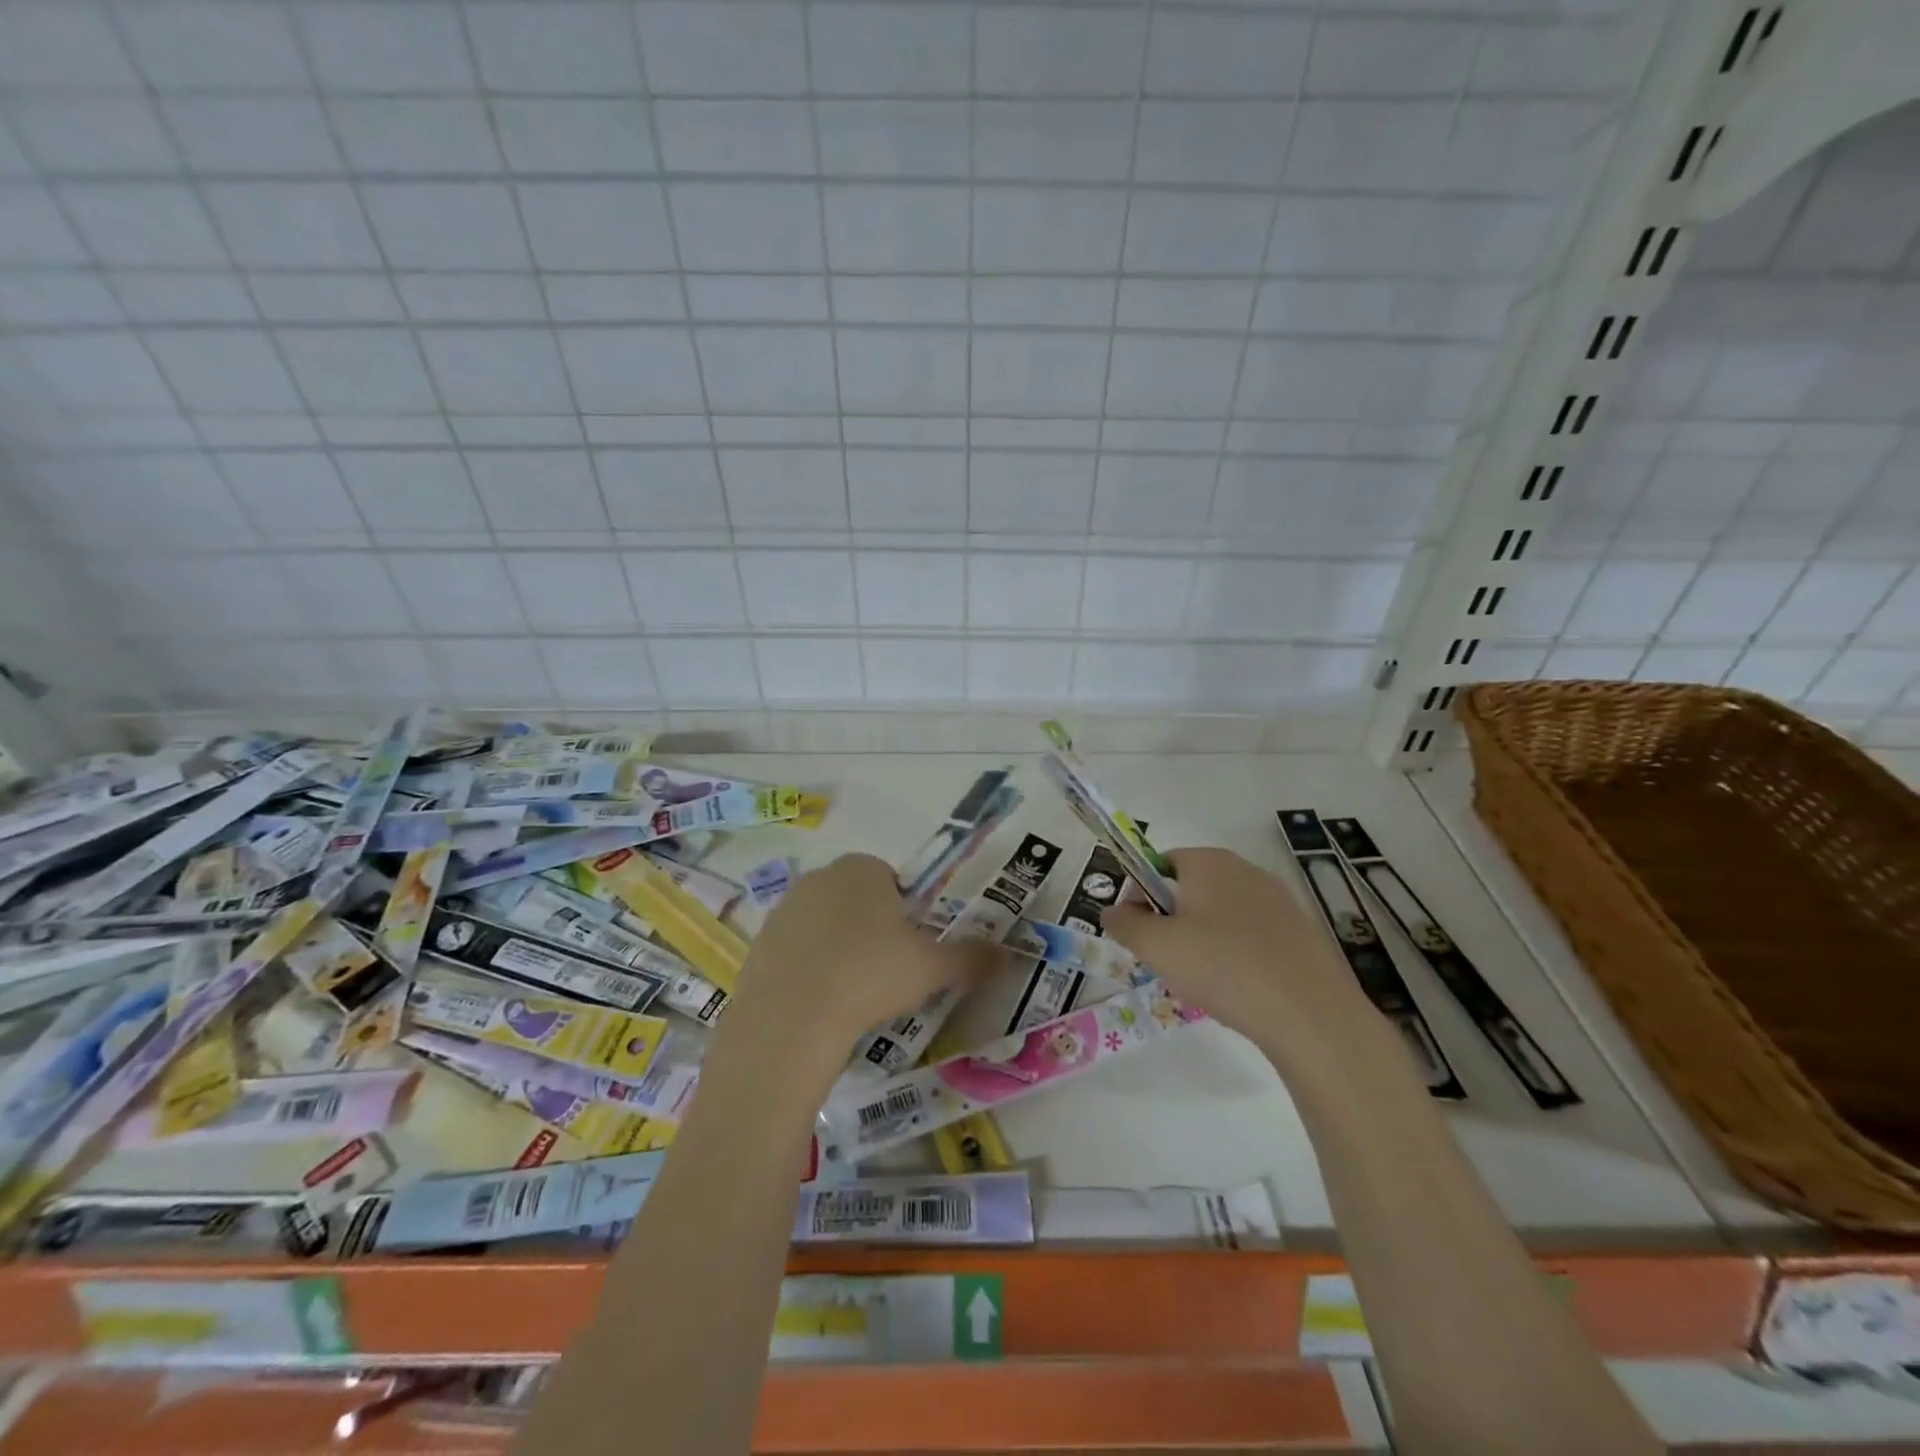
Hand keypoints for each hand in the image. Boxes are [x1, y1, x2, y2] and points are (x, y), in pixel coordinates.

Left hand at [734, 853, 994, 1049]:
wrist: (791, 1018)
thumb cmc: (870, 975)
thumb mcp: (932, 967)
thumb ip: (971, 957)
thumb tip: (1007, 955)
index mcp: (862, 869)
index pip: (891, 879)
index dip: (905, 913)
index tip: (909, 950)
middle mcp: (820, 878)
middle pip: (856, 900)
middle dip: (872, 929)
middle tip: (886, 974)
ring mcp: (784, 910)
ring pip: (824, 926)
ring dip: (839, 949)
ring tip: (851, 994)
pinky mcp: (758, 944)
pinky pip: (795, 952)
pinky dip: (809, 971)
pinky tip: (818, 1005)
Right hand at [1102, 847, 1387, 1079]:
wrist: (1311, 1014)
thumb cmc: (1223, 967)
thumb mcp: (1156, 947)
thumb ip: (1124, 924)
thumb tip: (1112, 911)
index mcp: (1209, 862)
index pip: (1160, 862)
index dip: (1141, 894)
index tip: (1139, 932)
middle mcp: (1245, 870)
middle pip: (1191, 889)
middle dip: (1172, 921)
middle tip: (1167, 960)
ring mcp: (1279, 900)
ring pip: (1221, 915)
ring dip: (1203, 941)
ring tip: (1204, 982)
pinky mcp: (1302, 932)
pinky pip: (1253, 936)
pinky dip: (1237, 956)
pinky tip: (1239, 990)